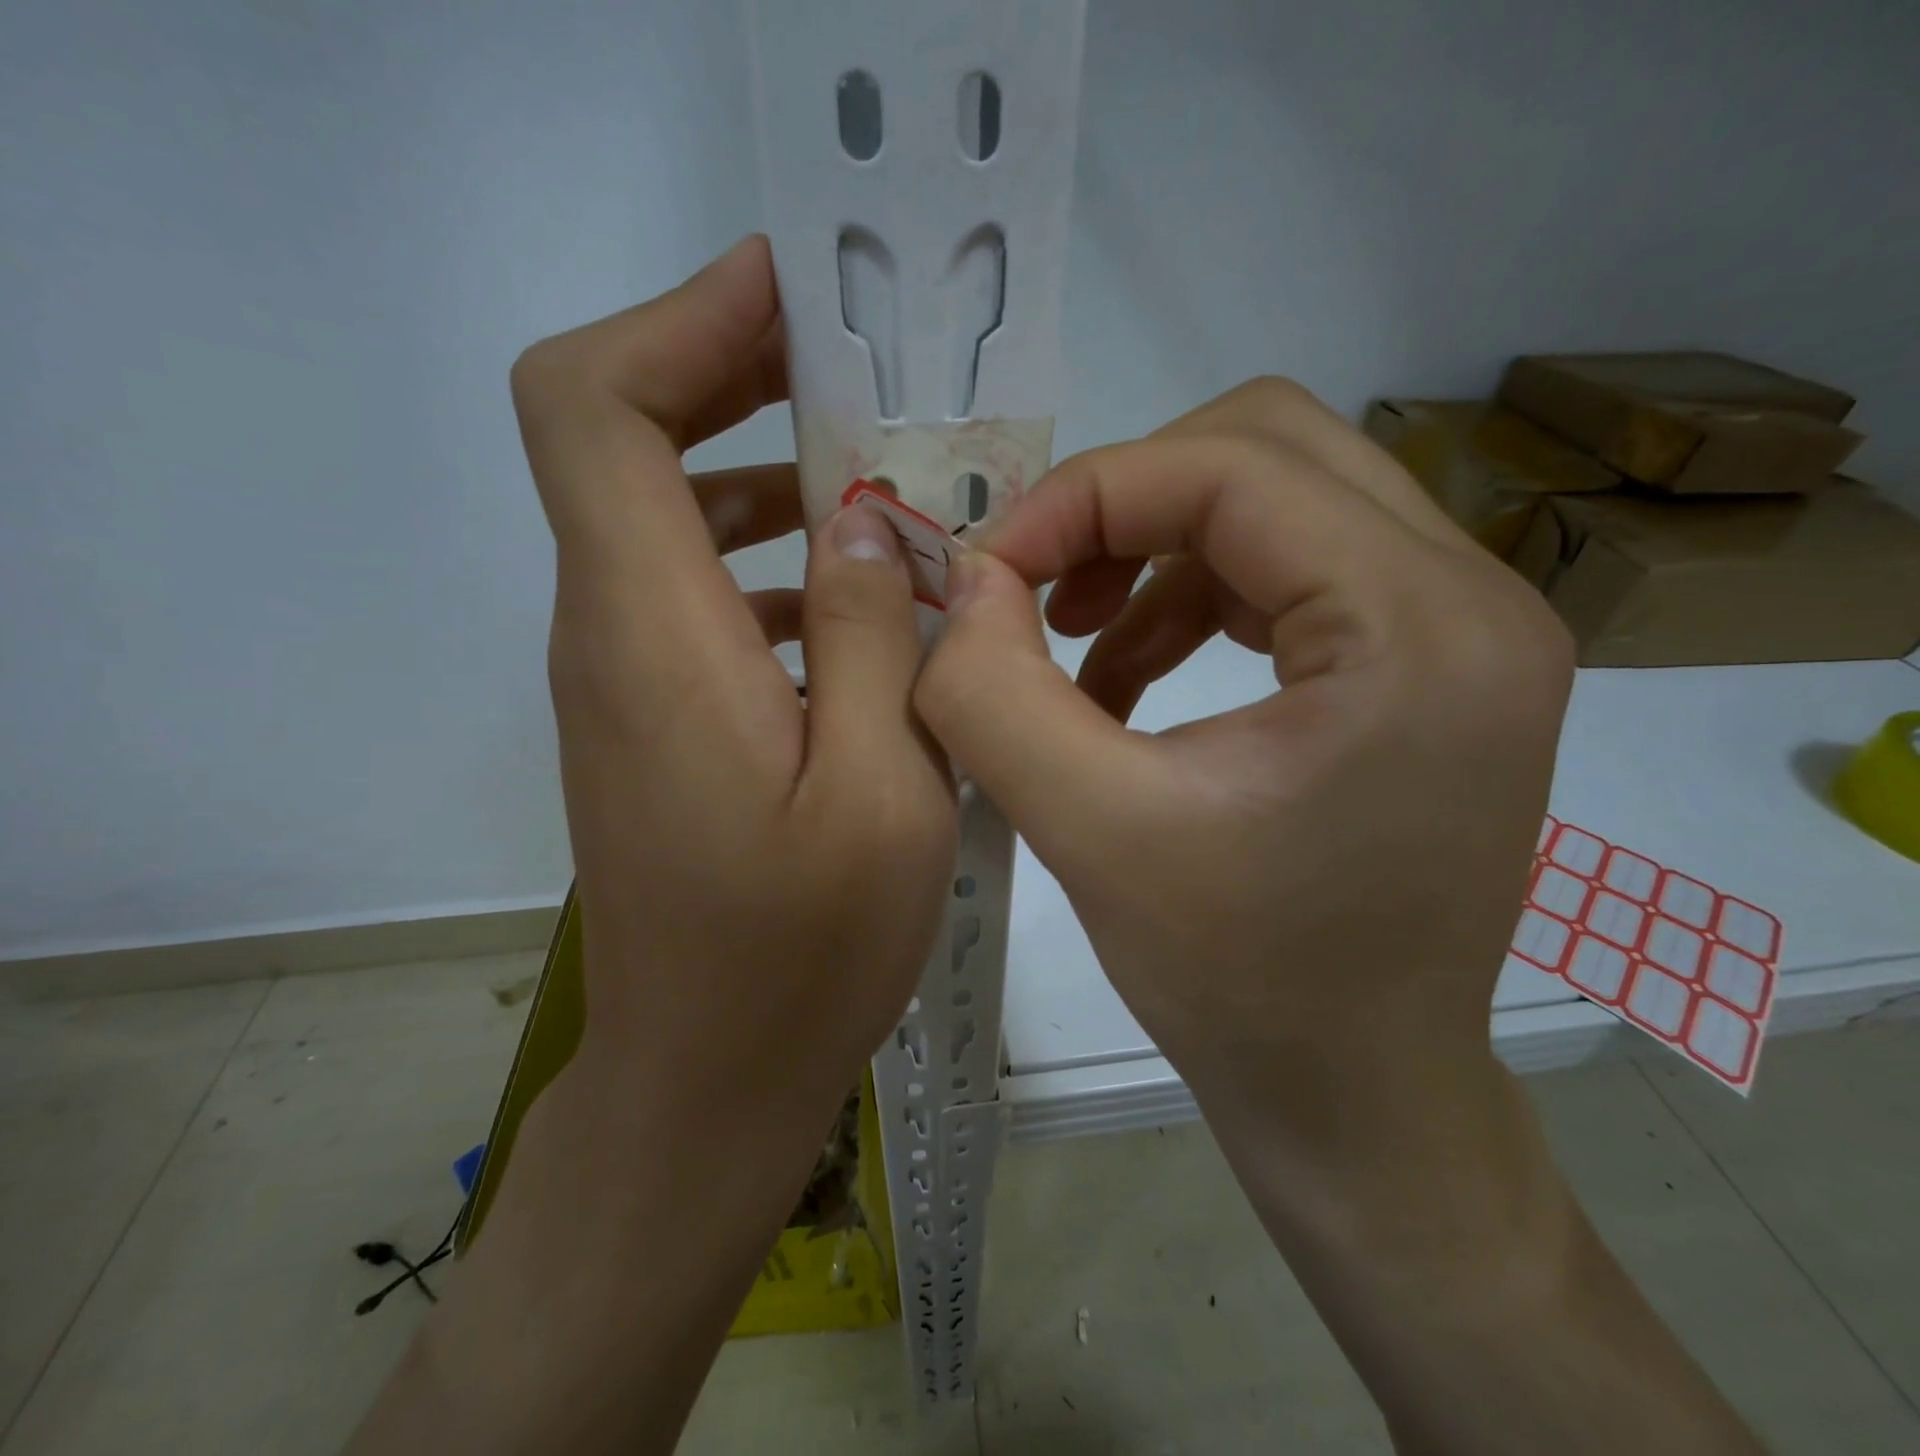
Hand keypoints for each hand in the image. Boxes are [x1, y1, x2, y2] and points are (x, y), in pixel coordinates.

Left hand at [513, 234, 954, 1107]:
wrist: (705, 1080)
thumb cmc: (800, 955)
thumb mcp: (881, 791)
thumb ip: (870, 638)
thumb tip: (860, 519)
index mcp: (654, 636)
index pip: (592, 407)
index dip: (679, 321)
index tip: (791, 294)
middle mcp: (611, 636)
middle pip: (618, 439)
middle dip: (730, 373)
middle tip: (857, 368)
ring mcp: (625, 682)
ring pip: (665, 517)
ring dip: (764, 471)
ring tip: (883, 478)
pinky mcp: (655, 722)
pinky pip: (694, 594)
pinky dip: (769, 559)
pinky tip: (859, 596)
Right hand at [918, 377, 1569, 1136]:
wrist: (1357, 1096)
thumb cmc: (1240, 986)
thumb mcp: (1089, 834)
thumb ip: (993, 693)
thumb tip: (964, 580)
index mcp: (1421, 629)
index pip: (1232, 467)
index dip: (1086, 495)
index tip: (992, 570)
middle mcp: (1473, 599)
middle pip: (1270, 448)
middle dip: (1127, 500)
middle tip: (1042, 587)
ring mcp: (1463, 630)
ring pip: (1279, 500)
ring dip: (1155, 550)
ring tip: (1079, 644)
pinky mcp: (1428, 666)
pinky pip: (1293, 569)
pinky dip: (1193, 597)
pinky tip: (1128, 679)